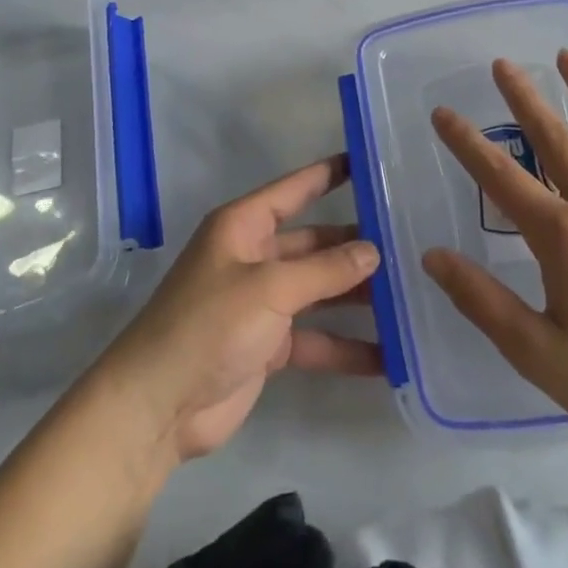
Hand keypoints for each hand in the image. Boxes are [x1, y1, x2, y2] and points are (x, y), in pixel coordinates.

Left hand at [95, 156, 381, 463]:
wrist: (158, 405)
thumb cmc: (209, 325)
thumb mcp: (269, 287)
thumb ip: (324, 270)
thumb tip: (372, 251)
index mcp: (243, 227)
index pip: (293, 190)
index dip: (328, 175)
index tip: (368, 163)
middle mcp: (254, 258)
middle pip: (314, 244)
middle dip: (355, 246)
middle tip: (409, 244)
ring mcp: (261, 304)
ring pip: (320, 292)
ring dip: (357, 297)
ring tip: (410, 296)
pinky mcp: (268, 346)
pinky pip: (316, 339)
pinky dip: (346, 347)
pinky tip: (389, 357)